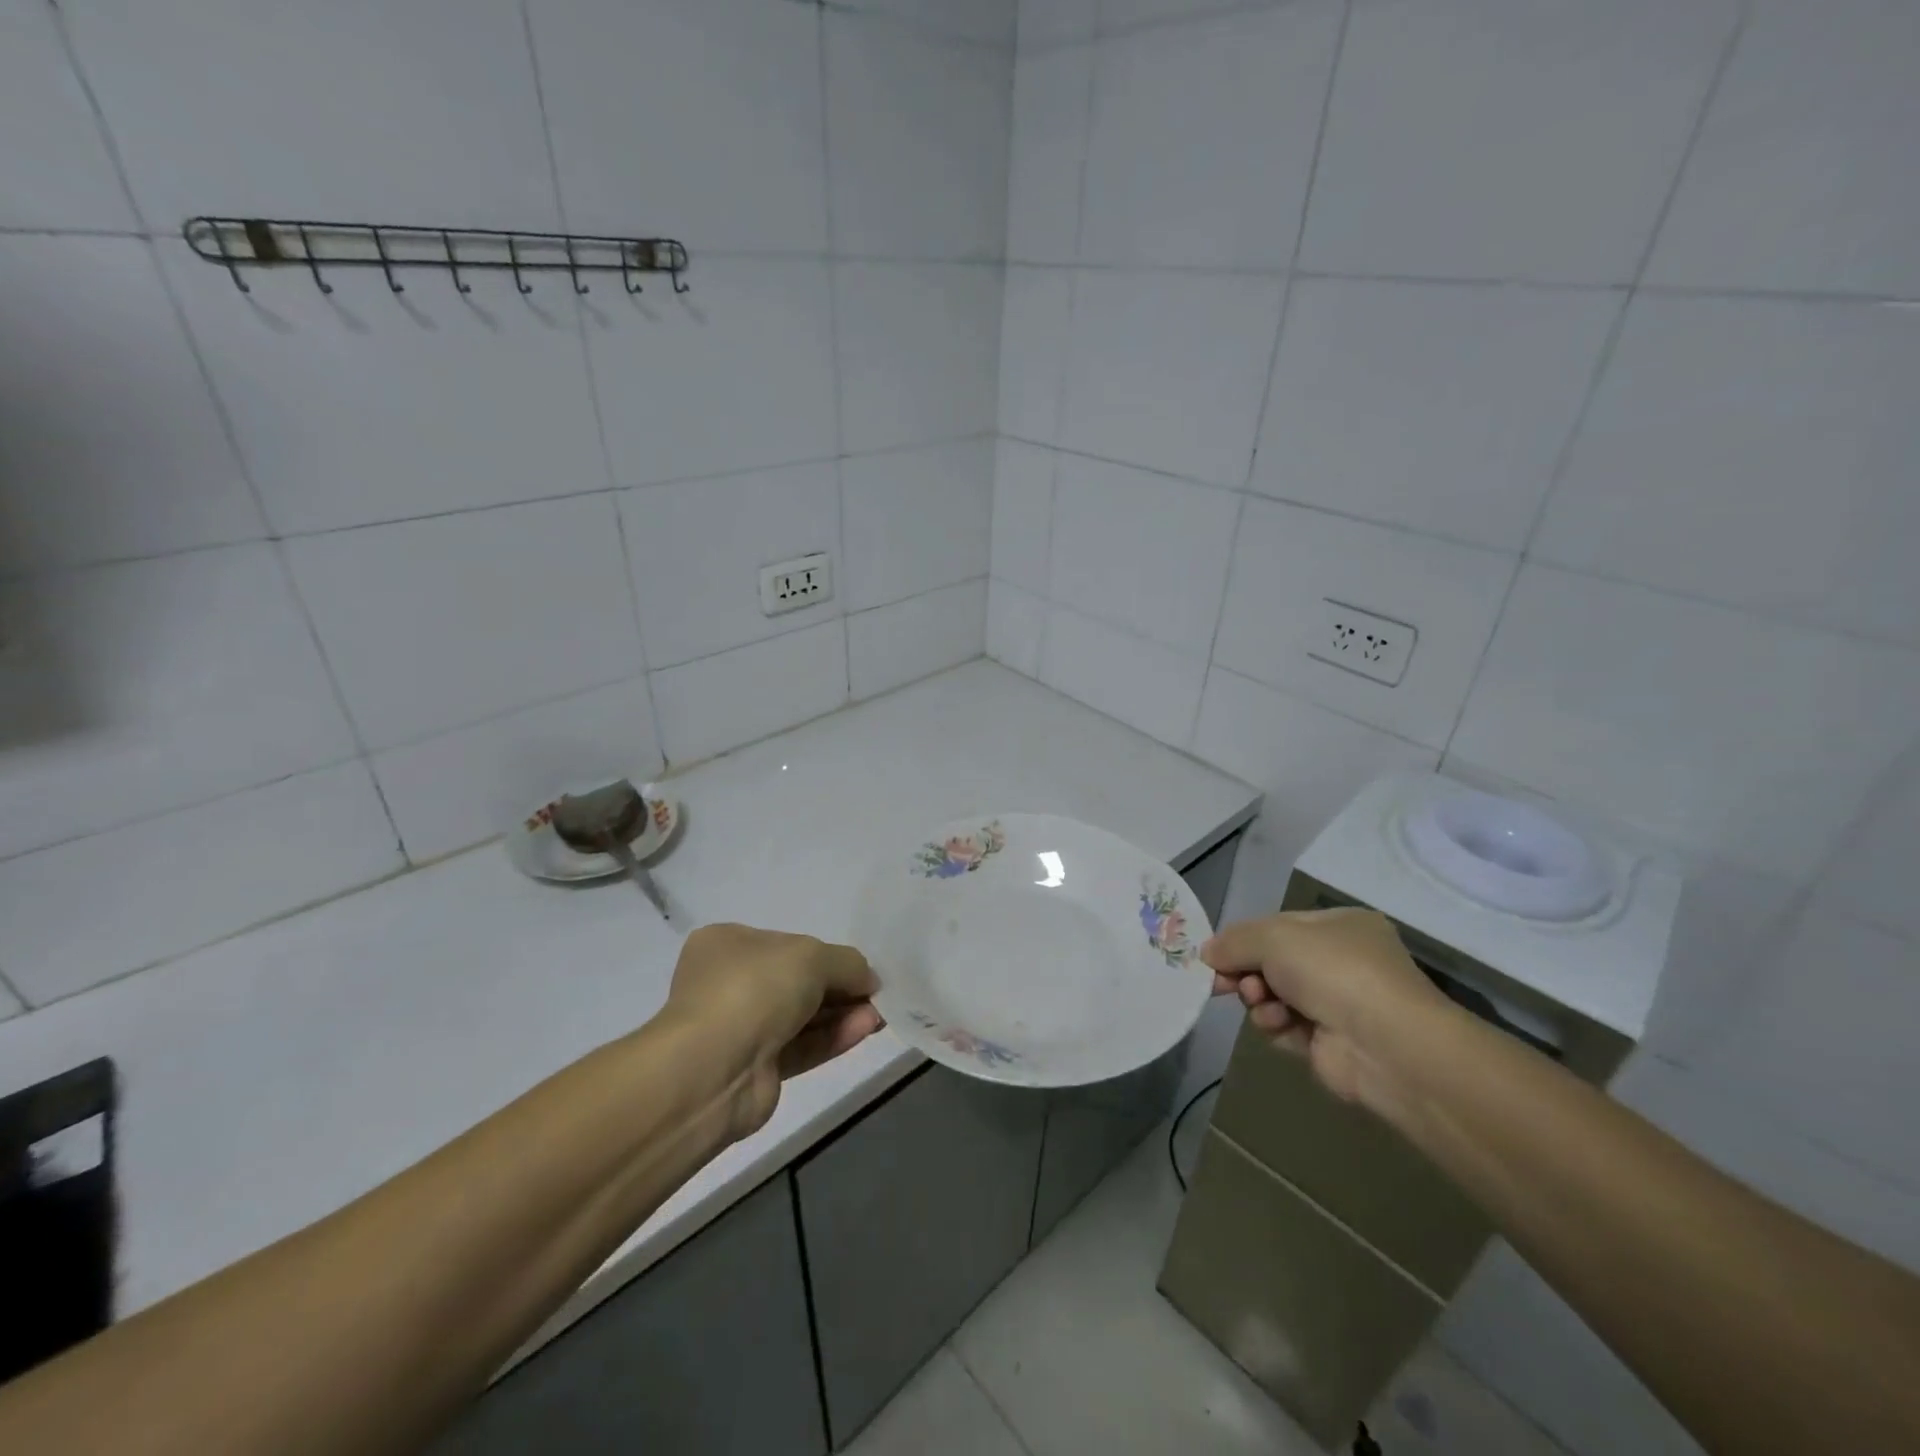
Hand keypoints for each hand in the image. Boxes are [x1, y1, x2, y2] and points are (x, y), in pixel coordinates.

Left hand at [662, 923, 884, 1138]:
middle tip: (876, 994)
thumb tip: (869, 980)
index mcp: (727, 944)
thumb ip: (848, 963)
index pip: (787, 944)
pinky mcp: (755, 1068)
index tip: (859, 968)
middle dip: (840, 987)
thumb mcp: (813, 957)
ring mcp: (740, 1028)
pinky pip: (801, 1046)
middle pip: (797, 981)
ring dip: (842, 1013)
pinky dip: (833, 1037)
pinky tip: (865, 1029)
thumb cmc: (755, 989)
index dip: (827, 955)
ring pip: (802, 1016)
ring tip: (879, 1014)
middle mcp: (729, 982)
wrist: (714, 1070)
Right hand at [1203, 908, 1446, 1106]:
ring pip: (1275, 995)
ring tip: (1260, 1002)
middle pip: (1273, 962)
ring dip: (1259, 999)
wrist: (1387, 1045)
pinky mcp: (1331, 1043)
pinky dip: (1275, 1025)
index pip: (1278, 926)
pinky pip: (1286, 1027)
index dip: (1243, 939)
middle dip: (1246, 971)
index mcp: (1339, 926)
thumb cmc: (1333, 972)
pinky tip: (1278, 1024)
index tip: (1214, 955)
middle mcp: (1342, 961)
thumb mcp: (1273, 938)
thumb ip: (1234, 941)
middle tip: (1224, 982)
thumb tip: (1207, 952)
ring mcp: (1338, 1004)